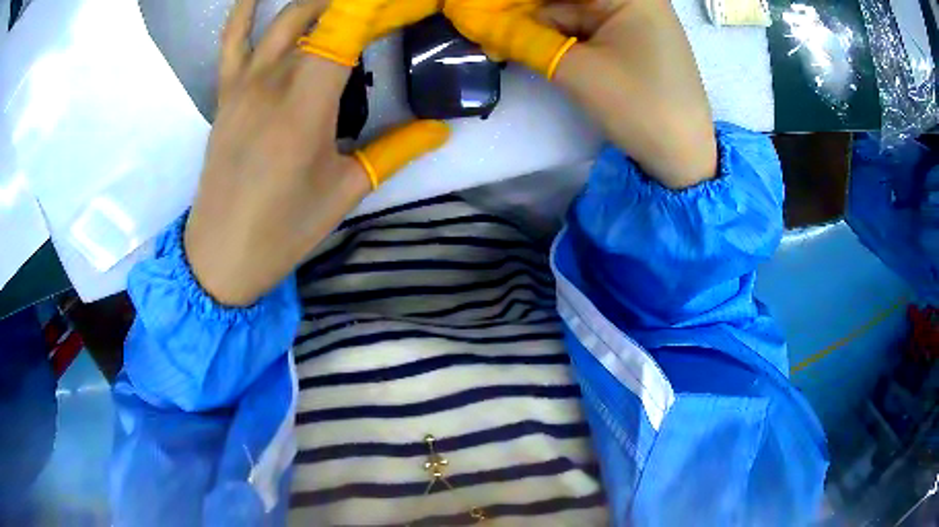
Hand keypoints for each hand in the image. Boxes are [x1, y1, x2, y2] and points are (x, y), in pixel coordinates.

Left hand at [185, 0, 449, 306]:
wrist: (221, 254)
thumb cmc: (284, 229)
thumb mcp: (346, 191)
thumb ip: (396, 150)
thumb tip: (441, 128)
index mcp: (305, 108)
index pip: (344, 32)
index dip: (376, 8)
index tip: (405, 5)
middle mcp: (271, 84)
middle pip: (318, 19)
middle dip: (356, 8)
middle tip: (384, 13)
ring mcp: (242, 86)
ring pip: (282, 21)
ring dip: (316, 3)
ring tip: (343, 5)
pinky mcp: (225, 95)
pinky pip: (231, 42)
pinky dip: (244, 12)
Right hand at [446, 0, 716, 188]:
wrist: (685, 157)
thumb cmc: (640, 108)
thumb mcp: (577, 71)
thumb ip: (523, 40)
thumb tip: (477, 23)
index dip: (517, 2)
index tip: (483, 11)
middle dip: (524, 12)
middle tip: (485, 25)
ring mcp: (632, 17)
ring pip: (570, 11)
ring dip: (537, 25)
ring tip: (500, 40)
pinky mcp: (630, 37)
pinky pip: (584, 27)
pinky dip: (557, 36)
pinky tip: (529, 44)